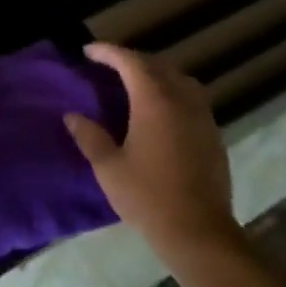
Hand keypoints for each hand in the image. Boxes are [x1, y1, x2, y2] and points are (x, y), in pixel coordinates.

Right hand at [64, 43, 240, 260]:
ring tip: (136, 83)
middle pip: (157, 65)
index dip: (108, 52)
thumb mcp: (108, 168)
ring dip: (156, 73)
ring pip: (179, 79)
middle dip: (131, 60)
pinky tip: (160, 110)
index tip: (88, 52)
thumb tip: (72, 115)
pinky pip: (192, 98)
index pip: (130, 62)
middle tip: (109, 65)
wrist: (200, 234)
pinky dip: (173, 92)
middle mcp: (182, 100)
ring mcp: (202, 117)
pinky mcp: (213, 135)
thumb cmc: (148, 198)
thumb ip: (90, 136)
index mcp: (154, 101)